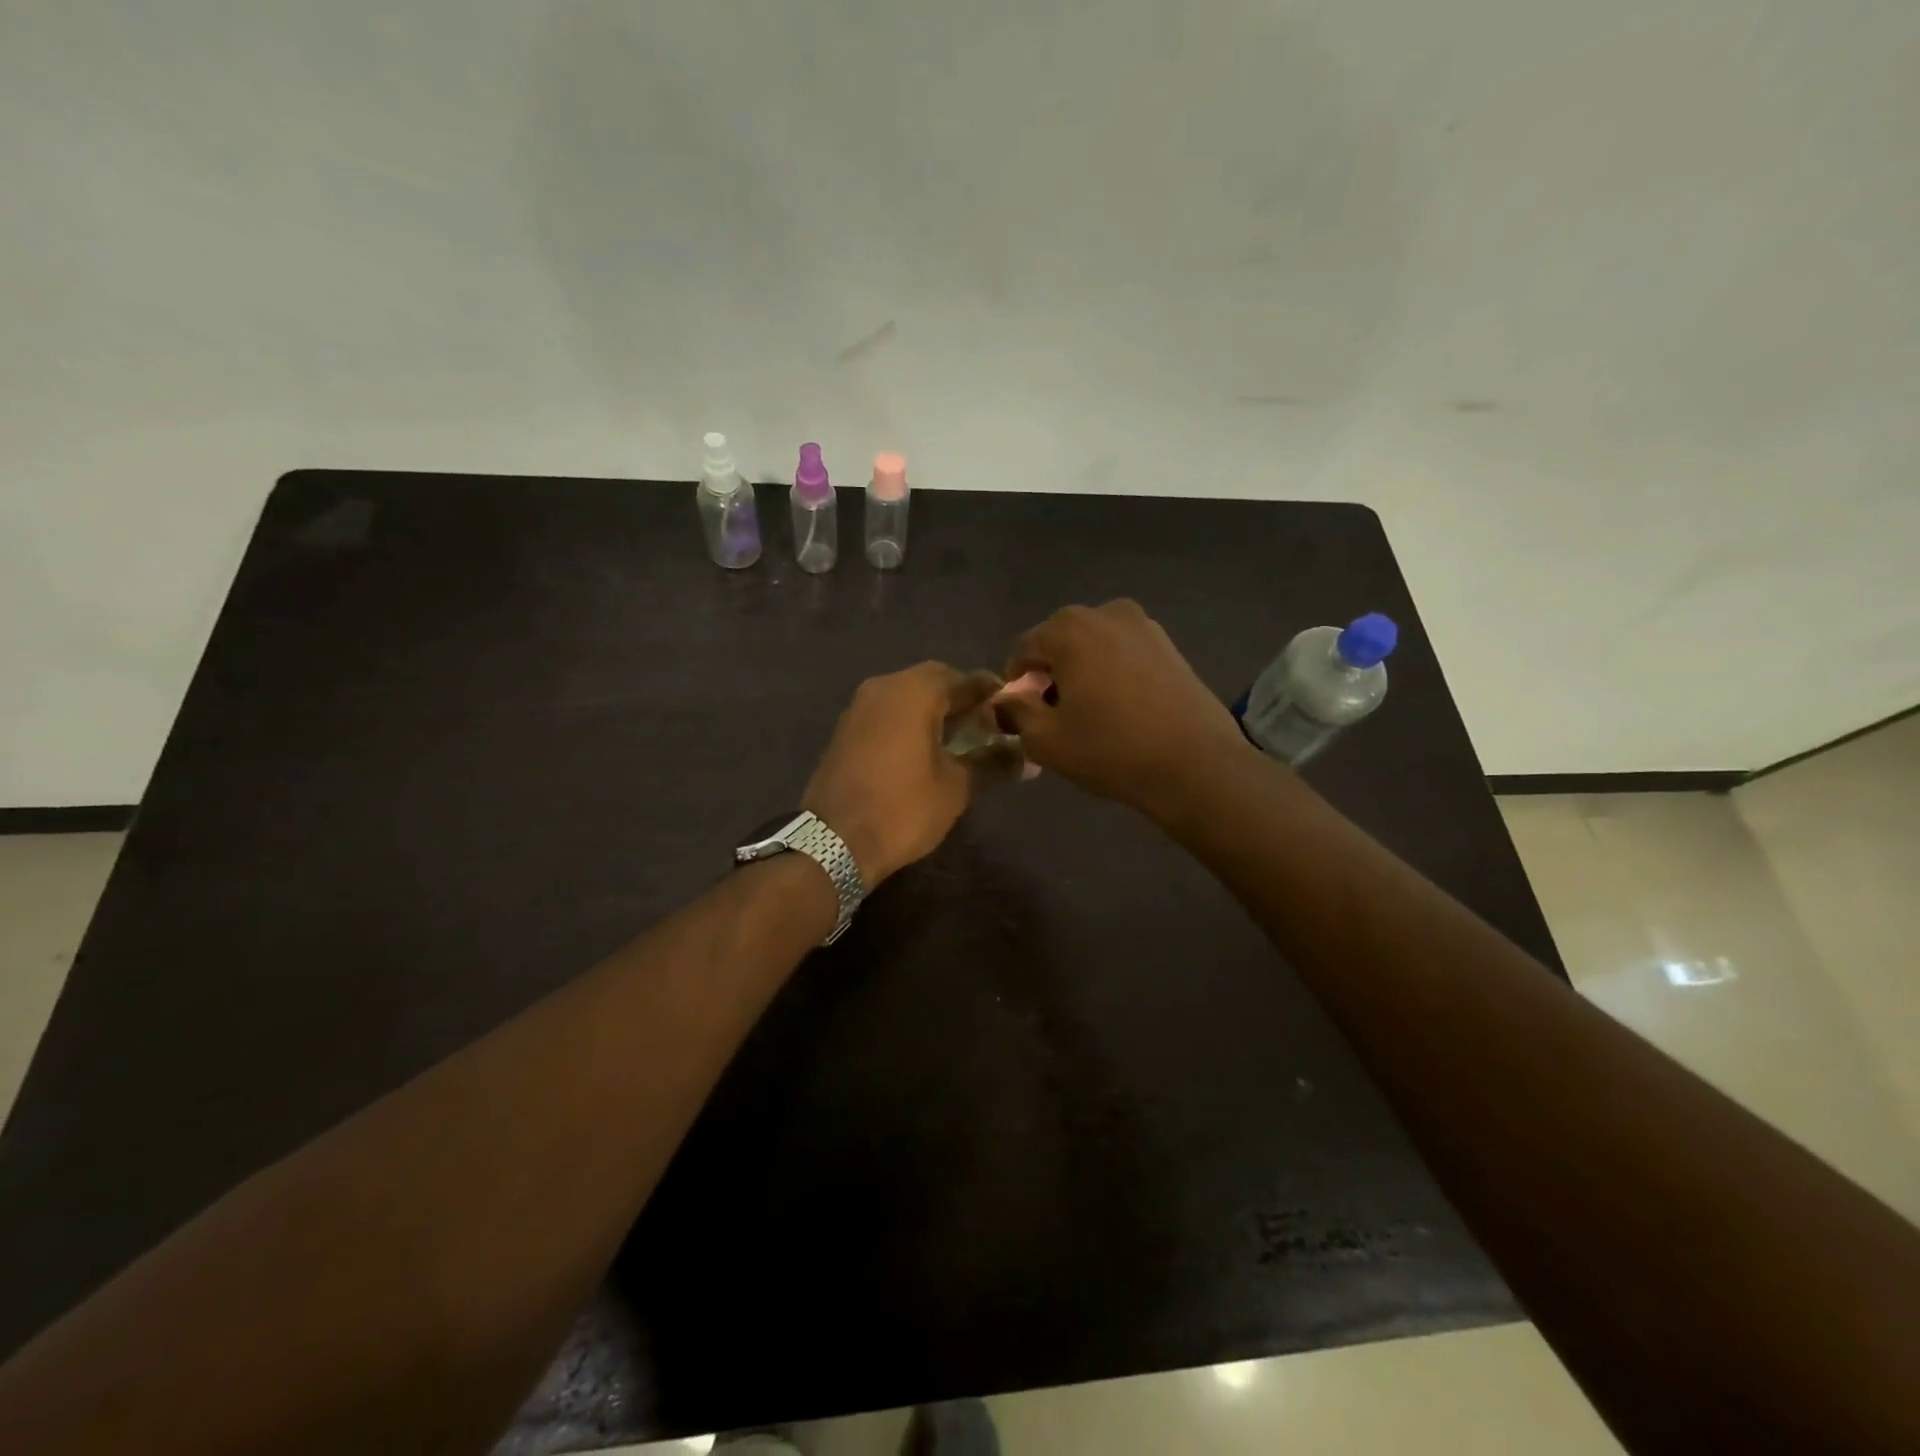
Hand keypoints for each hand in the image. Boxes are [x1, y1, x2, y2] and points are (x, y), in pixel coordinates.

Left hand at [803, 663, 1010, 885]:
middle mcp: (884, 687)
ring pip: (908, 694)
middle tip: (987, 726)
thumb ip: (993, 762)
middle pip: (934, 680)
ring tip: (961, 740)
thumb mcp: (957, 787)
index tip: (1014, 712)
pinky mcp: (847, 728)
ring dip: (936, 710)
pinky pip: (888, 711)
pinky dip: (911, 721)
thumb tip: (1027, 756)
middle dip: (963, 699)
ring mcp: (860, 706)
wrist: (833, 841)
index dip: (993, 693)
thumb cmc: (903, 808)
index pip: (965, 678)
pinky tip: (926, 749)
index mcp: (915, 691)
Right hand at [994, 600, 1252, 822]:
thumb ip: (1015, 713)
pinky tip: (1123, 709)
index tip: (1025, 717)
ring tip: (1092, 714)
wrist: (1195, 764)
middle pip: (1059, 642)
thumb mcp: (1045, 740)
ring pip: (1093, 647)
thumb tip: (1006, 700)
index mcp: (1068, 628)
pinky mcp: (1170, 645)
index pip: (1023, 650)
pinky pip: (1124, 654)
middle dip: (1051, 675)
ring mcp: (1144, 625)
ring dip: (1083, 673)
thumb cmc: (1111, 749)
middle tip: (1058, 716)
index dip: (1017, 685)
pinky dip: (1113, 674)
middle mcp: (1105, 613)